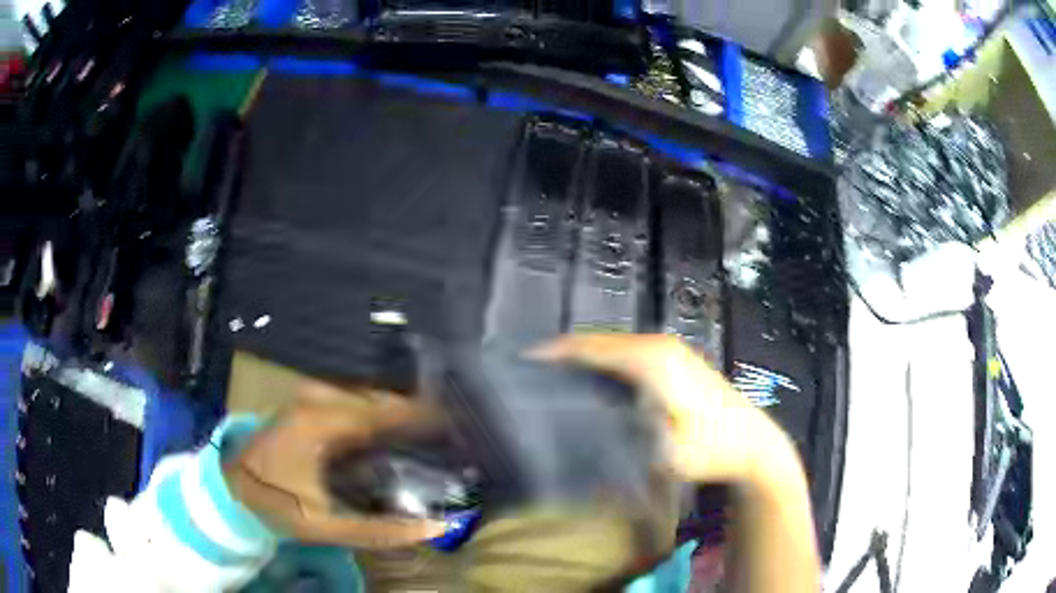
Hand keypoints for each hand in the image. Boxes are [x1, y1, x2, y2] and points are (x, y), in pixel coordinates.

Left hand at [223, 379, 446, 548]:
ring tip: (418, 436)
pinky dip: (371, 415)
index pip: (384, 412)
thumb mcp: (327, 524)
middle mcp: (316, 400)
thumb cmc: (276, 505)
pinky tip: (382, 436)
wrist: (231, 487)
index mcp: (323, 423)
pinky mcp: (302, 405)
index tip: (453, 427)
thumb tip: (433, 527)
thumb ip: (380, 530)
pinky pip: (348, 402)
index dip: (421, 417)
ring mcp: (306, 398)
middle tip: (440, 436)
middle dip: (410, 415)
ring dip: (391, 414)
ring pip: (363, 398)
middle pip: (377, 399)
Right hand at [535, 334, 797, 484]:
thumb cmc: (712, 449)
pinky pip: (625, 354)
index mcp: (651, 360)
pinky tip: (589, 382)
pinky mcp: (674, 361)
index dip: (555, 353)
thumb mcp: (667, 455)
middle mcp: (658, 346)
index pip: (591, 347)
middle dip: (563, 353)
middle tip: (530, 373)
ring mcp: (669, 351)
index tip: (522, 362)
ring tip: (551, 377)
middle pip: (599, 342)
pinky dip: (602, 362)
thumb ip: (624, 439)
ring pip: (612, 347)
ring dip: (582, 357)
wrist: (753, 443)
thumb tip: (584, 428)